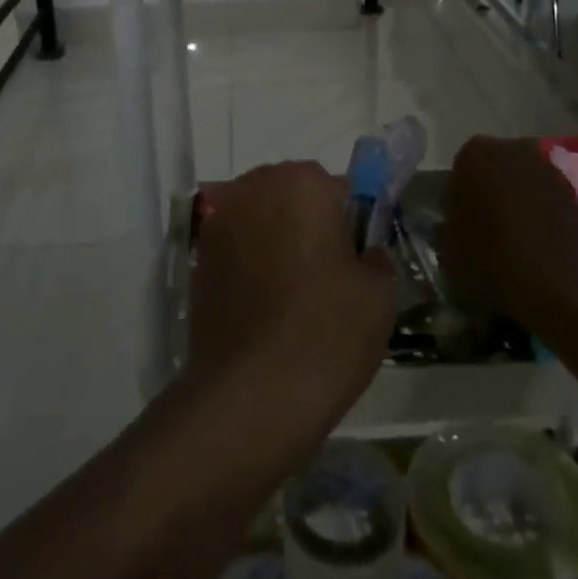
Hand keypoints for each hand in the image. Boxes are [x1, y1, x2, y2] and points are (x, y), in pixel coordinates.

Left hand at [187, 162, 395, 431]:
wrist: (250, 396)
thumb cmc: (326, 332)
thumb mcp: (380, 294)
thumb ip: (377, 257)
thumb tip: (366, 254)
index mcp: (302, 182)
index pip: (337, 187)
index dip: (350, 222)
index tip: (355, 258)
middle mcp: (254, 188)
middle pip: (292, 196)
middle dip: (309, 223)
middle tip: (327, 276)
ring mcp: (219, 223)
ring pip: (262, 221)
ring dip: (277, 242)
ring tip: (294, 296)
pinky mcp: (198, 259)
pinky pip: (237, 249)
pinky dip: (251, 266)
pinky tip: (265, 309)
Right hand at [438, 136, 577, 333]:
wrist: (569, 290)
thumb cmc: (496, 264)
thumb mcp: (450, 254)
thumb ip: (446, 229)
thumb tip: (452, 224)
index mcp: (475, 155)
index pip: (458, 173)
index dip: (458, 203)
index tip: (460, 229)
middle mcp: (514, 149)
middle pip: (492, 173)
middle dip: (489, 197)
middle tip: (486, 235)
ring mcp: (550, 168)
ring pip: (522, 185)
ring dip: (516, 206)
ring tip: (515, 245)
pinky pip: (547, 201)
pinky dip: (541, 218)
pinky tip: (539, 249)